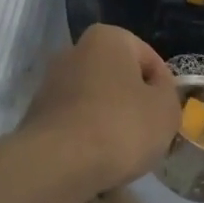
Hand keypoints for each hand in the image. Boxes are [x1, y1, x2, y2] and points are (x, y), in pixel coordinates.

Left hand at [19, 25, 178, 191]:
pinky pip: (76, 120)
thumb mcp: (166, 109)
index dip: (164, 88)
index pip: (149, 59)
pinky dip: (89, 134)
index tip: (167, 115)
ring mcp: (50, 83)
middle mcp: (74, 51)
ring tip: (124, 149)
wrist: (58, 163)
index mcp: (107, 38)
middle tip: (149, 131)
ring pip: (95, 99)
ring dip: (111, 118)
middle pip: (118, 77)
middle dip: (134, 100)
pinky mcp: (36, 114)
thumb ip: (167, 92)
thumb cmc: (122, 126)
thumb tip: (155, 90)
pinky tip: (98, 156)